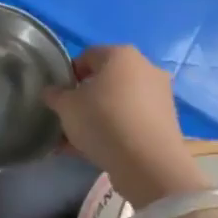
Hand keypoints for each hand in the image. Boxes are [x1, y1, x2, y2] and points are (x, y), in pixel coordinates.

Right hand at [44, 45, 203, 205]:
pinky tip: (96, 152)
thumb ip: (55, 95)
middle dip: (86, 98)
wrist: (148, 163)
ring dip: (99, 118)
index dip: (70, 75)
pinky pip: (132, 121)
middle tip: (70, 118)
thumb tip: (51, 91)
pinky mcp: (166, 122)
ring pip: (119, 103)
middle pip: (106, 80)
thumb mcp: (67, 107)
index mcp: (122, 55)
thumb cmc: (103, 121)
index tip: (60, 96)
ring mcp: (160, 96)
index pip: (88, 56)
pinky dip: (115, 131)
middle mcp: (145, 68)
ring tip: (78, 142)